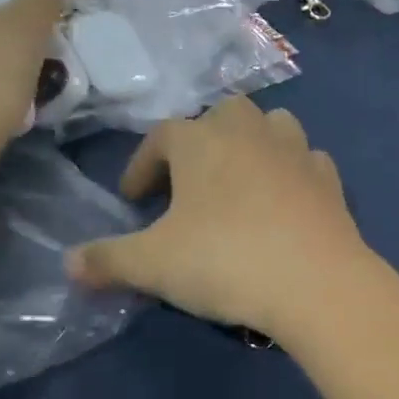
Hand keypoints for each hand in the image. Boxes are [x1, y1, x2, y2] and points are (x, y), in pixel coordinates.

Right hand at [67, 98, 376, 339]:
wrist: (316, 282)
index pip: (162, 137)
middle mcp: (250, 132)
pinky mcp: (329, 178)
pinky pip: (305, 161)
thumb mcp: (153, 265)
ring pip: (270, 126)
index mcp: (201, 141)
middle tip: (187, 185)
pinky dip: (291, 172)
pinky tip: (284, 201)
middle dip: (200, 142)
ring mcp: (296, 150)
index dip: (142, 165)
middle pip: (221, 116)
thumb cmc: (225, 261)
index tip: (133, 200)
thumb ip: (107, 260)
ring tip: (238, 182)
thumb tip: (68, 264)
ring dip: (250, 145)